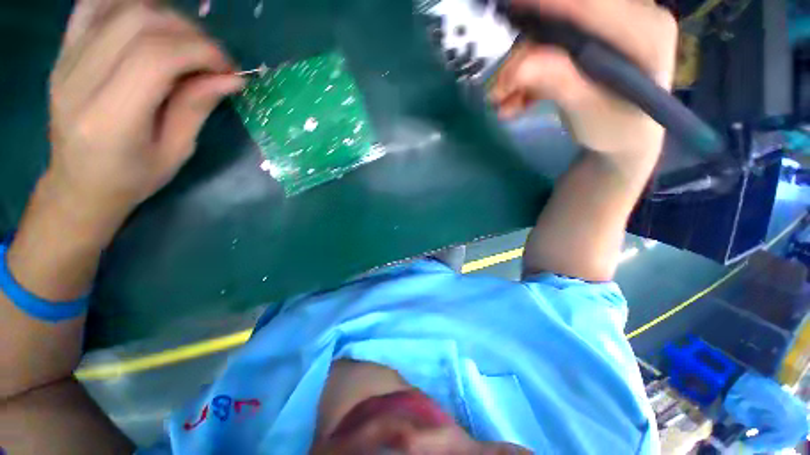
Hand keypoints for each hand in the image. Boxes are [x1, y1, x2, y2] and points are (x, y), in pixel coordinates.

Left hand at [45, 0, 243, 235]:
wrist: (78, 185)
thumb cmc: (133, 178)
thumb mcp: (176, 151)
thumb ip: (197, 107)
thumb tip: (232, 77)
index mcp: (110, 120)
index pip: (155, 57)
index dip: (201, 51)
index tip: (228, 68)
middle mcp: (79, 81)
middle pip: (138, 23)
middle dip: (188, 32)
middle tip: (211, 56)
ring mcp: (64, 61)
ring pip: (119, 6)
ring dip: (164, 16)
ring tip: (185, 41)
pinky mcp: (62, 52)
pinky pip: (94, 6)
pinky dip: (129, 4)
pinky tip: (150, 23)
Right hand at [490, 0, 677, 160]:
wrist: (624, 140)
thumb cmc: (616, 129)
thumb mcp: (589, 111)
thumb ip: (559, 83)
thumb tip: (518, 67)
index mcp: (644, 31)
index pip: (591, 5)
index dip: (549, 3)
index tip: (512, 6)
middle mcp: (626, 20)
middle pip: (564, 23)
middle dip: (524, 56)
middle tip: (499, 88)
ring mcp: (604, 32)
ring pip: (550, 41)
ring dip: (520, 74)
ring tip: (501, 104)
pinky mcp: (587, 45)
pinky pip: (549, 54)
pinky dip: (527, 80)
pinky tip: (513, 103)